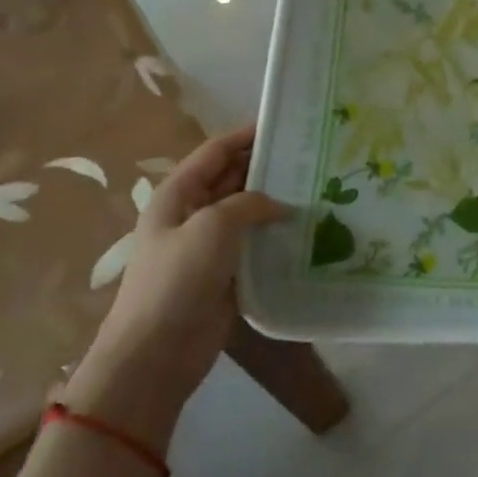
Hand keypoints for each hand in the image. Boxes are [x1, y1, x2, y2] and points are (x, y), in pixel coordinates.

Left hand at [67, 125, 288, 443]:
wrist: (156, 353)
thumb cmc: (176, 280)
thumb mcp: (212, 227)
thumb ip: (248, 204)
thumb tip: (280, 205)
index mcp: (179, 193)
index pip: (217, 151)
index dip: (248, 133)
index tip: (287, 122)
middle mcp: (194, 213)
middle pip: (234, 178)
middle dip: (268, 166)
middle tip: (314, 156)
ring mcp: (210, 245)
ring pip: (249, 211)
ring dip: (277, 201)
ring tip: (321, 188)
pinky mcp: (227, 273)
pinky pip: (256, 244)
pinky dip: (278, 235)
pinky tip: (310, 229)